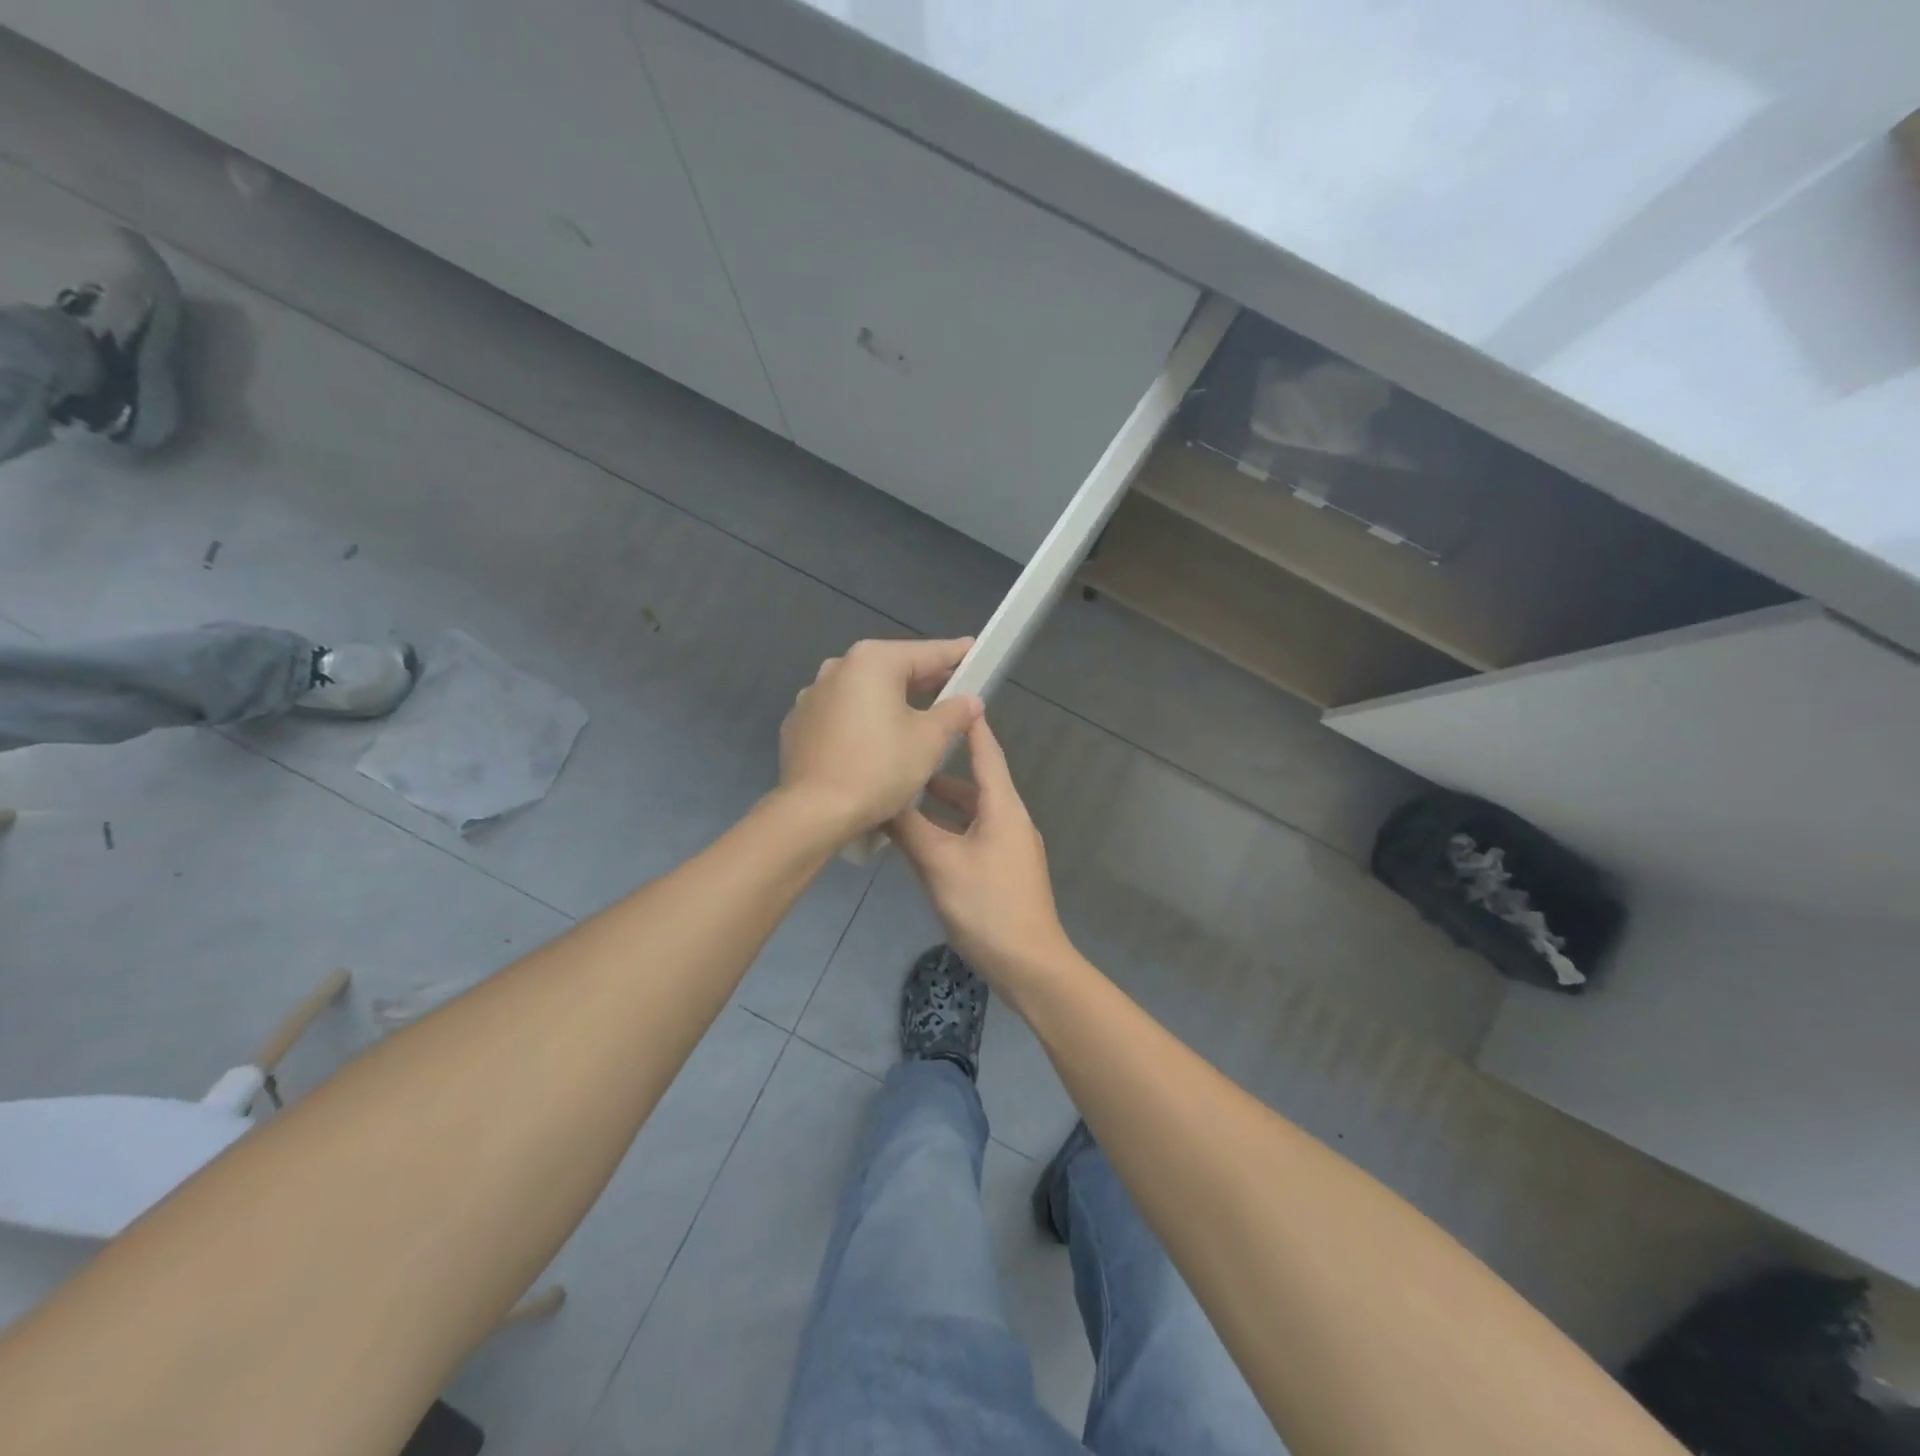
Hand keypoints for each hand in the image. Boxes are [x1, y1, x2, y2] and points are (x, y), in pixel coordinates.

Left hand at [779, 637, 982, 837]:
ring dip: (891, 699)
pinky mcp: (799, 723)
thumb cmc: (879, 768)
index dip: (955, 653)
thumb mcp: (929, 740)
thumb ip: (954, 713)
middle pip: (893, 668)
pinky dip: (862, 718)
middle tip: (953, 688)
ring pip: (864, 690)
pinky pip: (841, 712)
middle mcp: (838, 667)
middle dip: (924, 679)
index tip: (973, 649)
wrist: (814, 812)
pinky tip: (875, 740)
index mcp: (873, 662)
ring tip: (916, 716)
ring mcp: (812, 694)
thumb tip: (969, 700)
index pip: (926, 652)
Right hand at [888, 716, 1071, 982]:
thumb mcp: (939, 863)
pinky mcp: (1003, 869)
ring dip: (941, 803)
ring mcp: (1009, 846)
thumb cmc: (986, 906)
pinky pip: (972, 834)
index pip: (986, 752)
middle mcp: (1010, 818)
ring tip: (904, 795)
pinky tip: (921, 838)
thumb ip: (908, 828)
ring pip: (971, 811)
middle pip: (975, 782)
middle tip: (906, 752)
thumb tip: (879, 797)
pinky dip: (948, 828)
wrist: (1029, 964)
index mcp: (1003, 807)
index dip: (968, 725)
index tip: (948, 697)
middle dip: (941, 768)